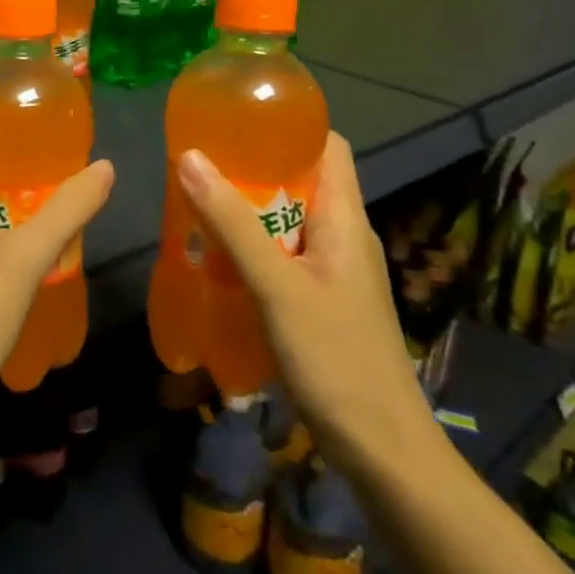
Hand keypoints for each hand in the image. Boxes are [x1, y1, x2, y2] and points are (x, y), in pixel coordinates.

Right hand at [175, 132, 436, 476]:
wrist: (385, 452)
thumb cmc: (336, 358)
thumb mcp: (277, 286)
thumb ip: (233, 223)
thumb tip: (190, 157)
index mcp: (344, 218)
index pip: (328, 146)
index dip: (289, 126)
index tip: (238, 121)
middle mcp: (344, 236)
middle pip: (301, 182)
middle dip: (253, 170)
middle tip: (200, 167)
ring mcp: (337, 272)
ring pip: (290, 222)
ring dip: (248, 213)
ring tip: (198, 208)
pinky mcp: (325, 303)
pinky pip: (286, 257)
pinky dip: (254, 249)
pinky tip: (219, 263)